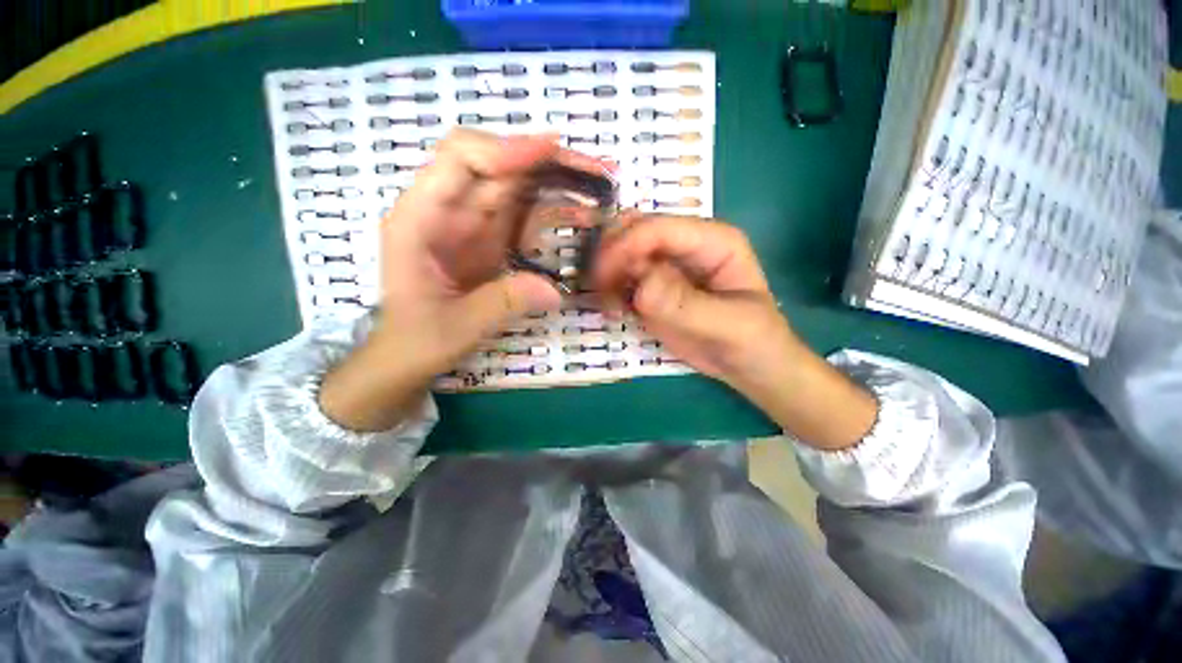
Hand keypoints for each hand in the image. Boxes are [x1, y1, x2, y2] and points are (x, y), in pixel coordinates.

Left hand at [320, 129, 605, 431]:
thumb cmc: (419, 338)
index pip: (459, 161)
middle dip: (546, 161)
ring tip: (598, 185)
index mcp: (420, 220)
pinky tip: (581, 214)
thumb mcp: (460, 325)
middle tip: (595, 169)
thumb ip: (505, 303)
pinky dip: (553, 210)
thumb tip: (555, 292)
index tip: (552, 152)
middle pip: (497, 166)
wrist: (409, 353)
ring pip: (515, 186)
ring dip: (556, 182)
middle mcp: (446, 210)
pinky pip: (523, 214)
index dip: (505, 150)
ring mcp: (471, 223)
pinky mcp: (490, 238)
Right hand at [594, 215, 877, 449]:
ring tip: (608, 305)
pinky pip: (622, 279)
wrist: (749, 366)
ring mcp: (666, 267)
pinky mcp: (653, 289)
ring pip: (622, 253)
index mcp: (712, 241)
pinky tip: (612, 310)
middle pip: (634, 231)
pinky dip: (609, 290)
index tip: (602, 276)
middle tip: (599, 288)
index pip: (659, 228)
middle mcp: (685, 246)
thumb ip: (684, 305)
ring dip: (606, 274)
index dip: (626, 245)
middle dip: (610, 254)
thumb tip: (642, 288)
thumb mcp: (727, 325)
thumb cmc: (752, 341)